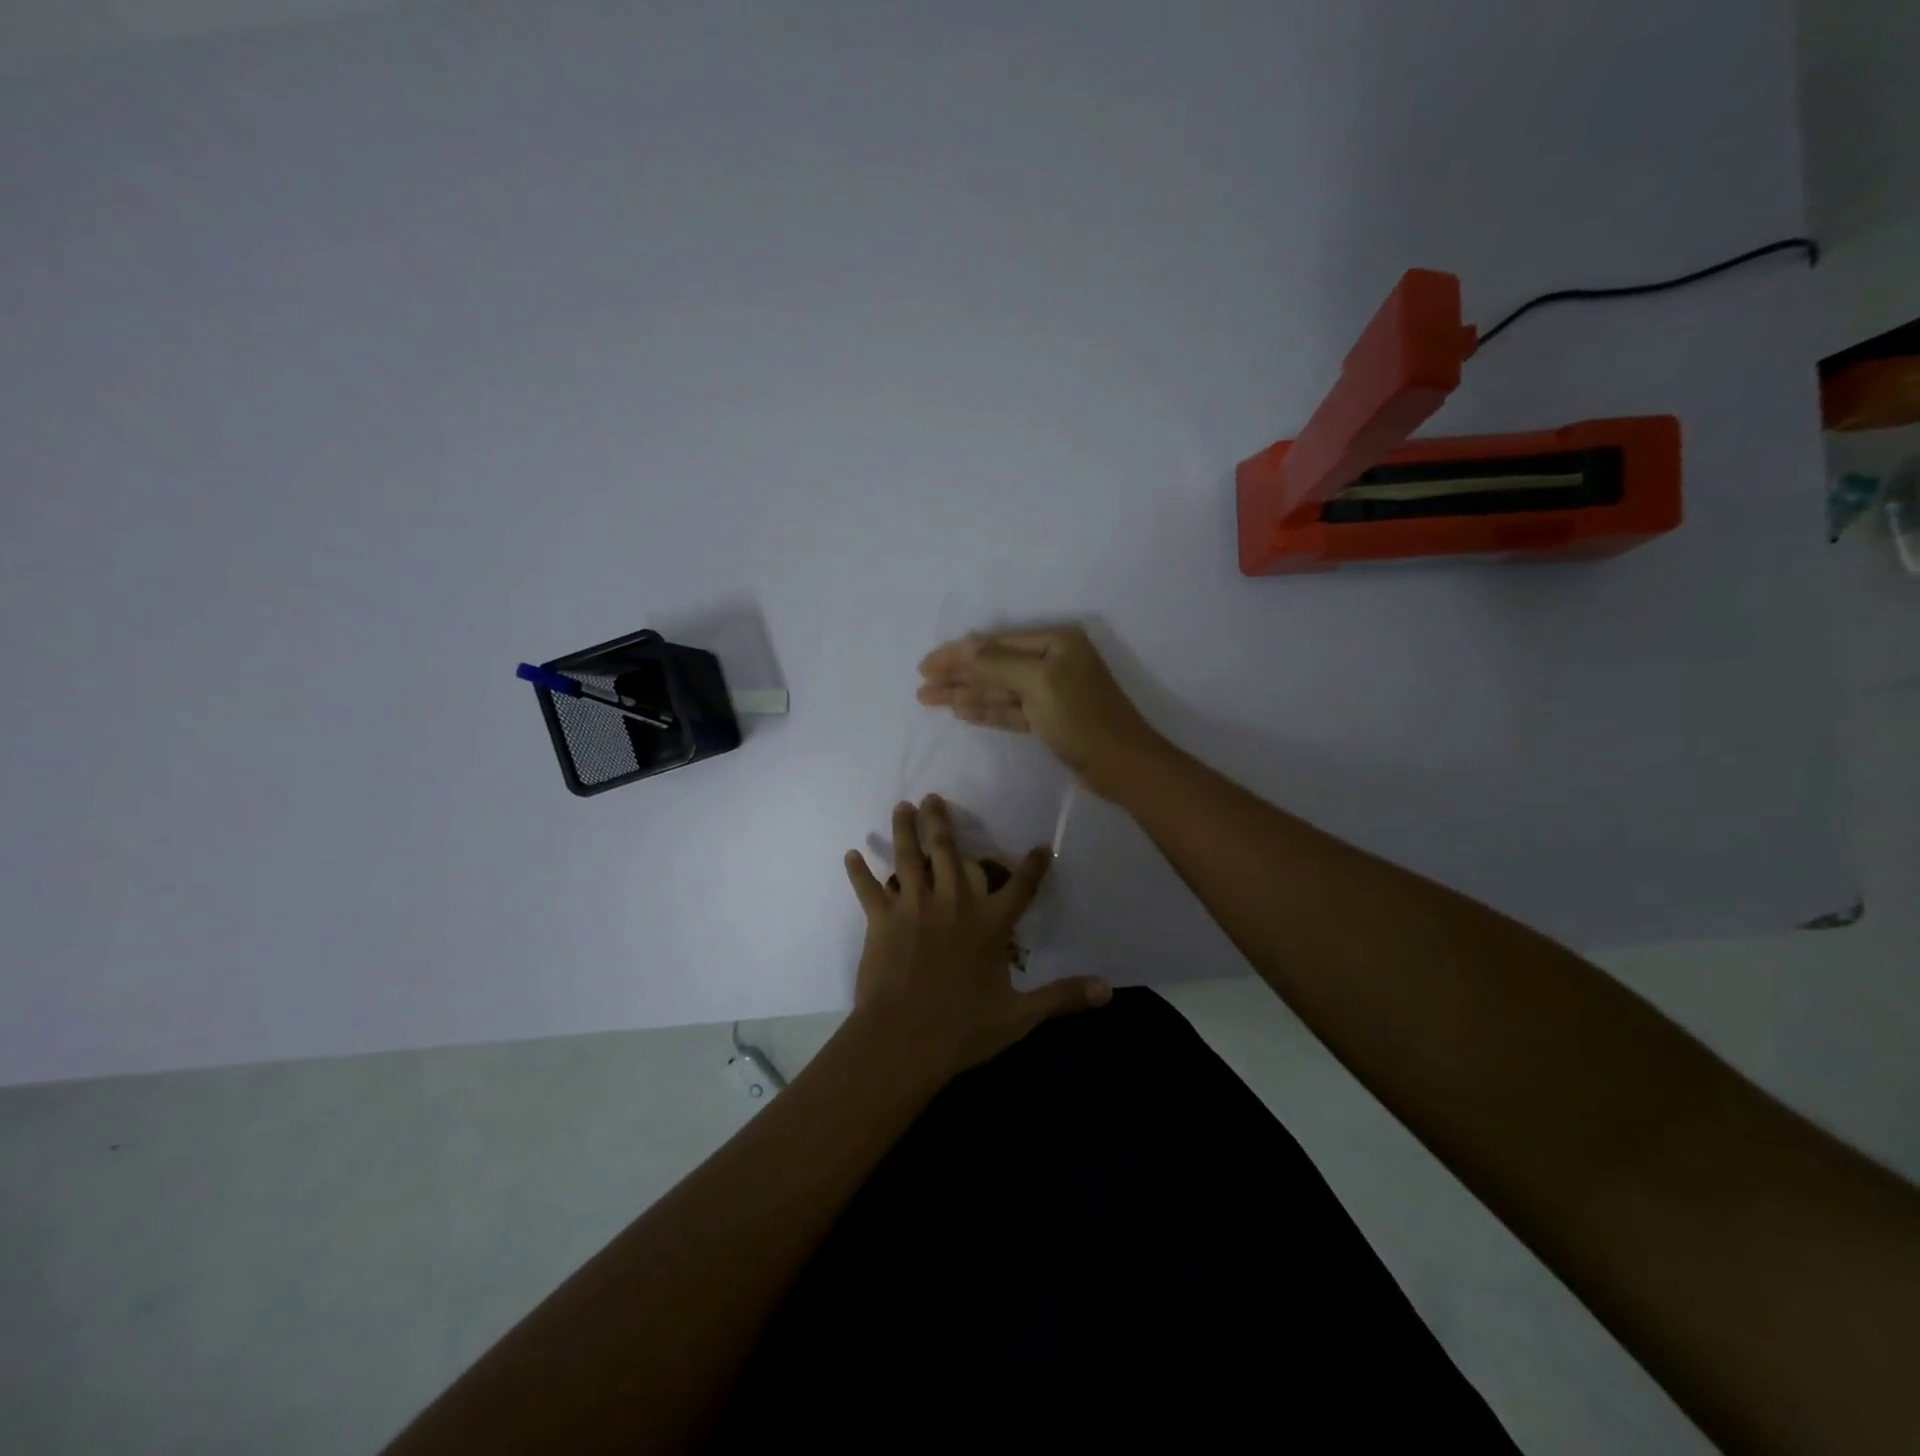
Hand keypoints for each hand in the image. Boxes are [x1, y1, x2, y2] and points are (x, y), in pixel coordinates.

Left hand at [844, 795, 1109, 1078]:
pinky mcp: (881, 919)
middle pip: (949, 851)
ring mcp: (914, 906)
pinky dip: (859, 872)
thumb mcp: (1020, 1016)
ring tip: (902, 807)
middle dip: (942, 822)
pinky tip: (851, 855)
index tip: (1040, 846)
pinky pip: (868, 889)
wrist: (905, 1039)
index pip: (1021, 886)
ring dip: (904, 830)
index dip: (1033, 865)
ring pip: (908, 857)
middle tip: (934, 797)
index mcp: (990, 923)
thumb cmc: (964, 1028)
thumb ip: (1062, 997)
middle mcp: (953, 902)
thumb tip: (1109, 990)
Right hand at [916, 624, 1163, 797]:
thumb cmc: (1081, 718)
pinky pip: (1010, 709)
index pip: (995, 643)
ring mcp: (1051, 690)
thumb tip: (965, 646)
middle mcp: (1052, 660)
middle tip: (921, 686)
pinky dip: (986, 710)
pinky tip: (961, 711)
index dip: (958, 654)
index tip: (925, 666)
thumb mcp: (1038, 683)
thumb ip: (998, 663)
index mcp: (1055, 641)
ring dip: (966, 694)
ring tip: (929, 699)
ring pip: (999, 689)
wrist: (1121, 765)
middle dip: (958, 675)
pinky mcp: (1049, 718)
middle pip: (994, 665)